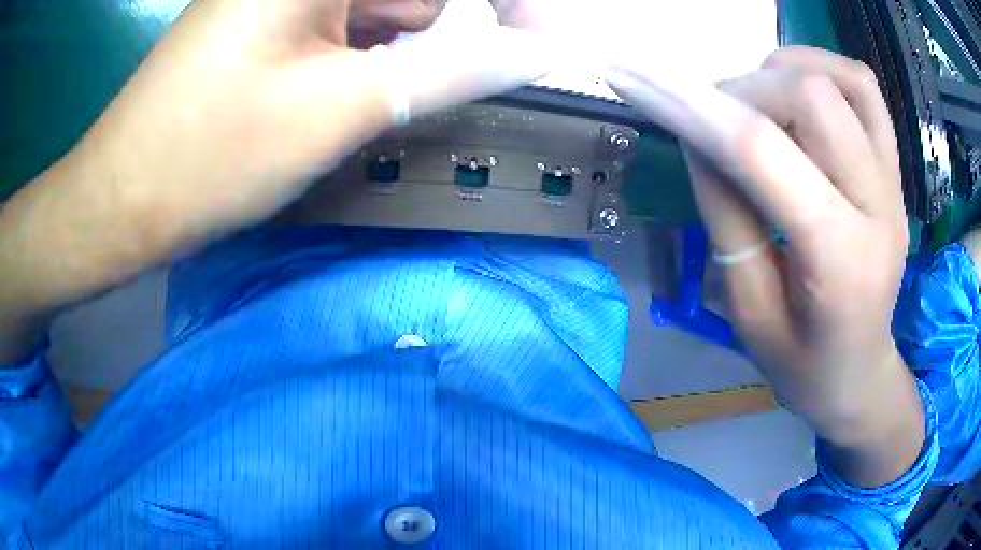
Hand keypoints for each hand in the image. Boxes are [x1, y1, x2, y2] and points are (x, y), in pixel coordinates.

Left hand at [0, 0, 555, 362]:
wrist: (123, 197)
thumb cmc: (208, 156)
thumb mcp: (338, 109)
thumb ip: (449, 71)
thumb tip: (536, 55)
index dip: (509, 3)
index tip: (539, 43)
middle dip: (422, 33)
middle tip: (383, 89)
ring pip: (377, 4)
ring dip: (383, 48)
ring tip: (332, 99)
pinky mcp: (265, 16)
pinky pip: (340, 19)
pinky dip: (352, 51)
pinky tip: (315, 90)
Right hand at [610, 47, 923, 486]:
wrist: (861, 375)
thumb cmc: (803, 365)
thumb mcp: (749, 313)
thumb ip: (727, 217)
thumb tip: (699, 136)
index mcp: (841, 262)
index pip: (764, 152)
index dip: (695, 107)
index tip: (638, 82)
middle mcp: (879, 207)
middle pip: (810, 96)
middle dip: (743, 92)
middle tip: (714, 122)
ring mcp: (894, 183)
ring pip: (840, 79)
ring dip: (782, 75)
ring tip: (757, 105)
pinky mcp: (896, 169)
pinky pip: (864, 89)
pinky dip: (821, 69)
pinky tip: (795, 93)